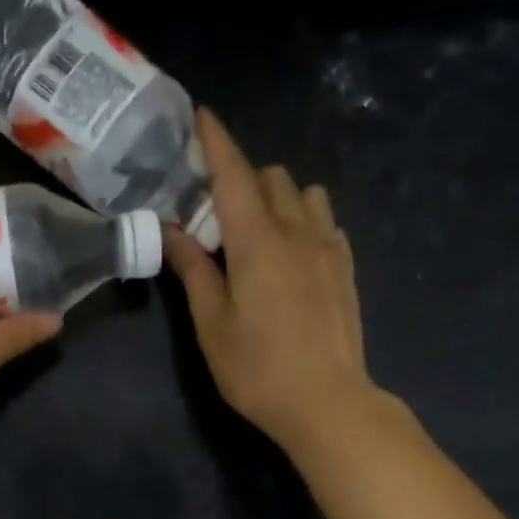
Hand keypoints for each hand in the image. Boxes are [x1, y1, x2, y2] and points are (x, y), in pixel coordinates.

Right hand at [165, 109, 375, 455]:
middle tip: (216, 215)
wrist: (327, 402)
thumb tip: (172, 229)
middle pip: (270, 177)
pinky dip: (304, 220)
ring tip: (257, 234)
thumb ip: (193, 271)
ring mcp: (329, 246)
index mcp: (257, 241)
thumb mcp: (211, 325)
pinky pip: (325, 221)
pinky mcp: (346, 267)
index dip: (215, 142)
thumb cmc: (258, 369)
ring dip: (277, 198)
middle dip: (241, 179)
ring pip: (304, 194)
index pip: (233, 174)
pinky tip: (290, 255)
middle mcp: (298, 230)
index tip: (200, 115)